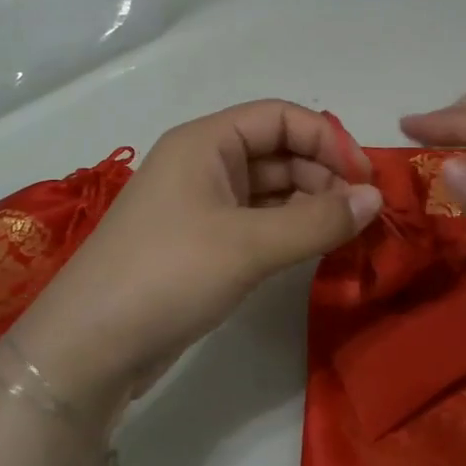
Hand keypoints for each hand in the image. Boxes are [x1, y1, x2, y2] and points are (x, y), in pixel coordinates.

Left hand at [2, 100, 382, 417]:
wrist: (89, 347)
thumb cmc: (168, 274)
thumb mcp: (249, 245)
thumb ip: (318, 220)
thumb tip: (376, 199)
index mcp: (206, 142)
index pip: (280, 118)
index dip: (328, 140)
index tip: (366, 179)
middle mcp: (204, 165)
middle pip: (278, 152)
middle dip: (323, 176)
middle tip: (363, 215)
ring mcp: (201, 206)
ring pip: (270, 191)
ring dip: (310, 205)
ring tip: (347, 235)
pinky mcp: (203, 245)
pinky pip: (258, 224)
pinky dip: (290, 231)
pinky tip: (316, 250)